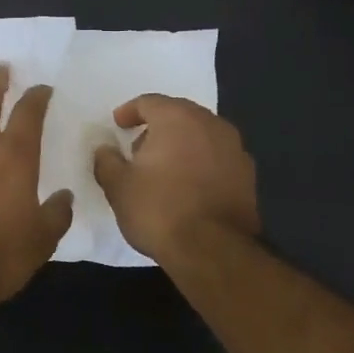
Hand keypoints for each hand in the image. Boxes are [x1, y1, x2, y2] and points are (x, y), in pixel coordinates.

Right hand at [92, 95, 258, 262]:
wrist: (213, 250)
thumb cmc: (159, 209)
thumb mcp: (118, 186)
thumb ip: (107, 161)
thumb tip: (105, 150)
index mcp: (177, 118)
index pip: (149, 102)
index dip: (130, 111)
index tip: (118, 125)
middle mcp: (211, 124)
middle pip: (179, 115)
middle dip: (158, 127)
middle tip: (139, 147)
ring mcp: (235, 149)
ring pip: (202, 135)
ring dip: (182, 144)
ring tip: (164, 169)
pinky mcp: (248, 176)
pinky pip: (217, 158)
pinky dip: (201, 163)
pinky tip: (188, 186)